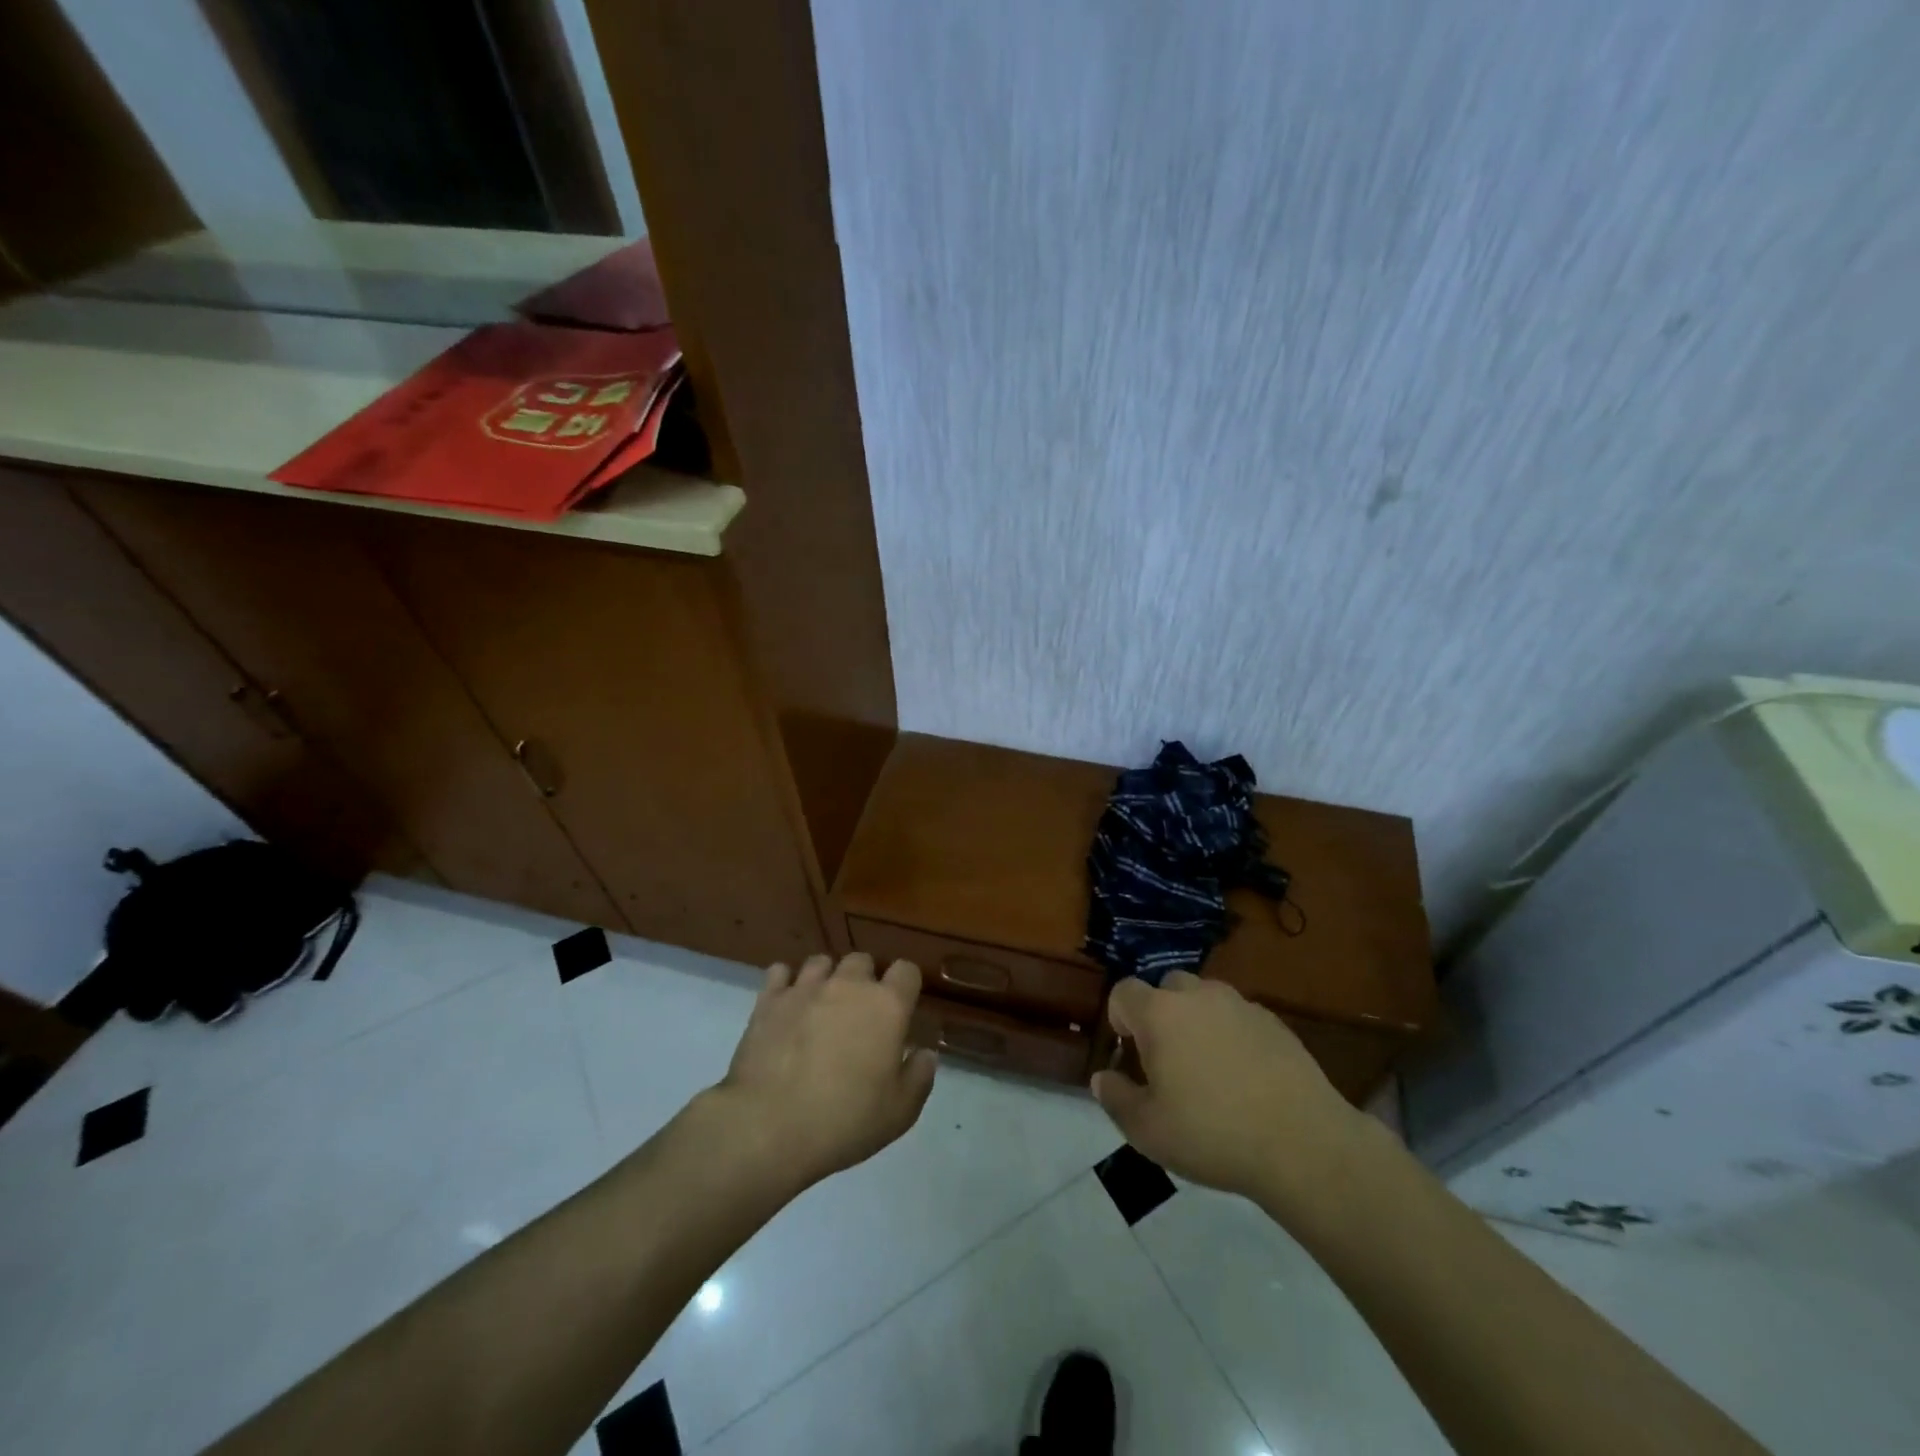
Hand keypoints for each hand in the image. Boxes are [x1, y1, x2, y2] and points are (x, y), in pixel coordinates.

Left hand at [712, 952, 937, 1193]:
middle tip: (859, 1015)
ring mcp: (805, 988)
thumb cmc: (844, 1121)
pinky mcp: (769, 1000)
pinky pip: (780, 972)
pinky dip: (786, 983)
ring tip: (821, 1007)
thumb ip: (919, 1077)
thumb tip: (925, 1053)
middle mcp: (848, 985)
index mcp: (887, 1006)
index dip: (905, 986)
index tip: (901, 1009)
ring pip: (822, 962)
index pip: (907, 971)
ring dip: (827, 978)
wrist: (768, 1126)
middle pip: (863, 960)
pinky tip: (787, 1005)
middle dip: (864, 980)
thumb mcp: (899, 1112)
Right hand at [1090, 971, 1365, 1205]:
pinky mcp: (1274, 1022)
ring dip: (1197, 1021)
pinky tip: (1245, 1078)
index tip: (1130, 1053)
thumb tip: (1103, 1077)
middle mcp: (1198, 996)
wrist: (1303, 1144)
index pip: (1124, 991)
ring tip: (1208, 1070)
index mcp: (1160, 1013)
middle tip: (1168, 1060)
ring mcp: (1240, 1005)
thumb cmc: (1212, 1134)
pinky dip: (1232, 1035)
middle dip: (1160, 1014)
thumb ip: (1116, 1098)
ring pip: (1205, 999)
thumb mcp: (1148, 1131)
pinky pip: (1239, 1017)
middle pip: (1167, 987)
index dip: (1119, 1017)